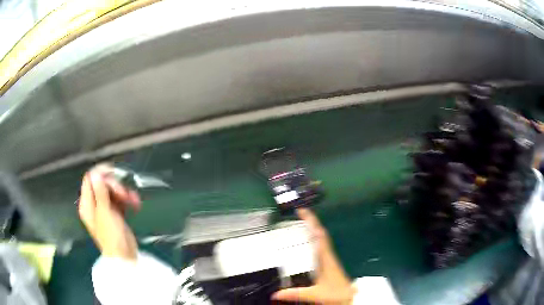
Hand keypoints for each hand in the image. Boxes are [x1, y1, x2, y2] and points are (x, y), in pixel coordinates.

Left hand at [78, 164, 140, 259]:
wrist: (124, 257)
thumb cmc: (111, 236)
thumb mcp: (104, 212)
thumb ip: (100, 192)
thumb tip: (96, 173)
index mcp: (86, 204)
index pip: (89, 180)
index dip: (100, 174)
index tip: (114, 172)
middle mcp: (94, 204)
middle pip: (102, 184)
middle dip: (115, 186)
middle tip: (124, 194)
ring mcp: (105, 209)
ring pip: (112, 192)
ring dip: (124, 193)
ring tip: (134, 201)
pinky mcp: (115, 214)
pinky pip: (119, 201)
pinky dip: (127, 200)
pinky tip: (136, 204)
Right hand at [272, 208, 355, 303]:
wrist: (350, 297)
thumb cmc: (335, 293)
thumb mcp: (314, 294)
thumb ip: (295, 293)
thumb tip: (275, 294)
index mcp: (325, 258)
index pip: (319, 235)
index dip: (312, 221)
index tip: (302, 211)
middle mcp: (327, 255)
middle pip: (320, 234)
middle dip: (310, 222)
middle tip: (297, 214)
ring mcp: (329, 258)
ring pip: (321, 239)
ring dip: (312, 229)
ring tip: (299, 223)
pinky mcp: (328, 264)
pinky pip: (320, 246)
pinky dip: (314, 239)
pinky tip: (307, 242)